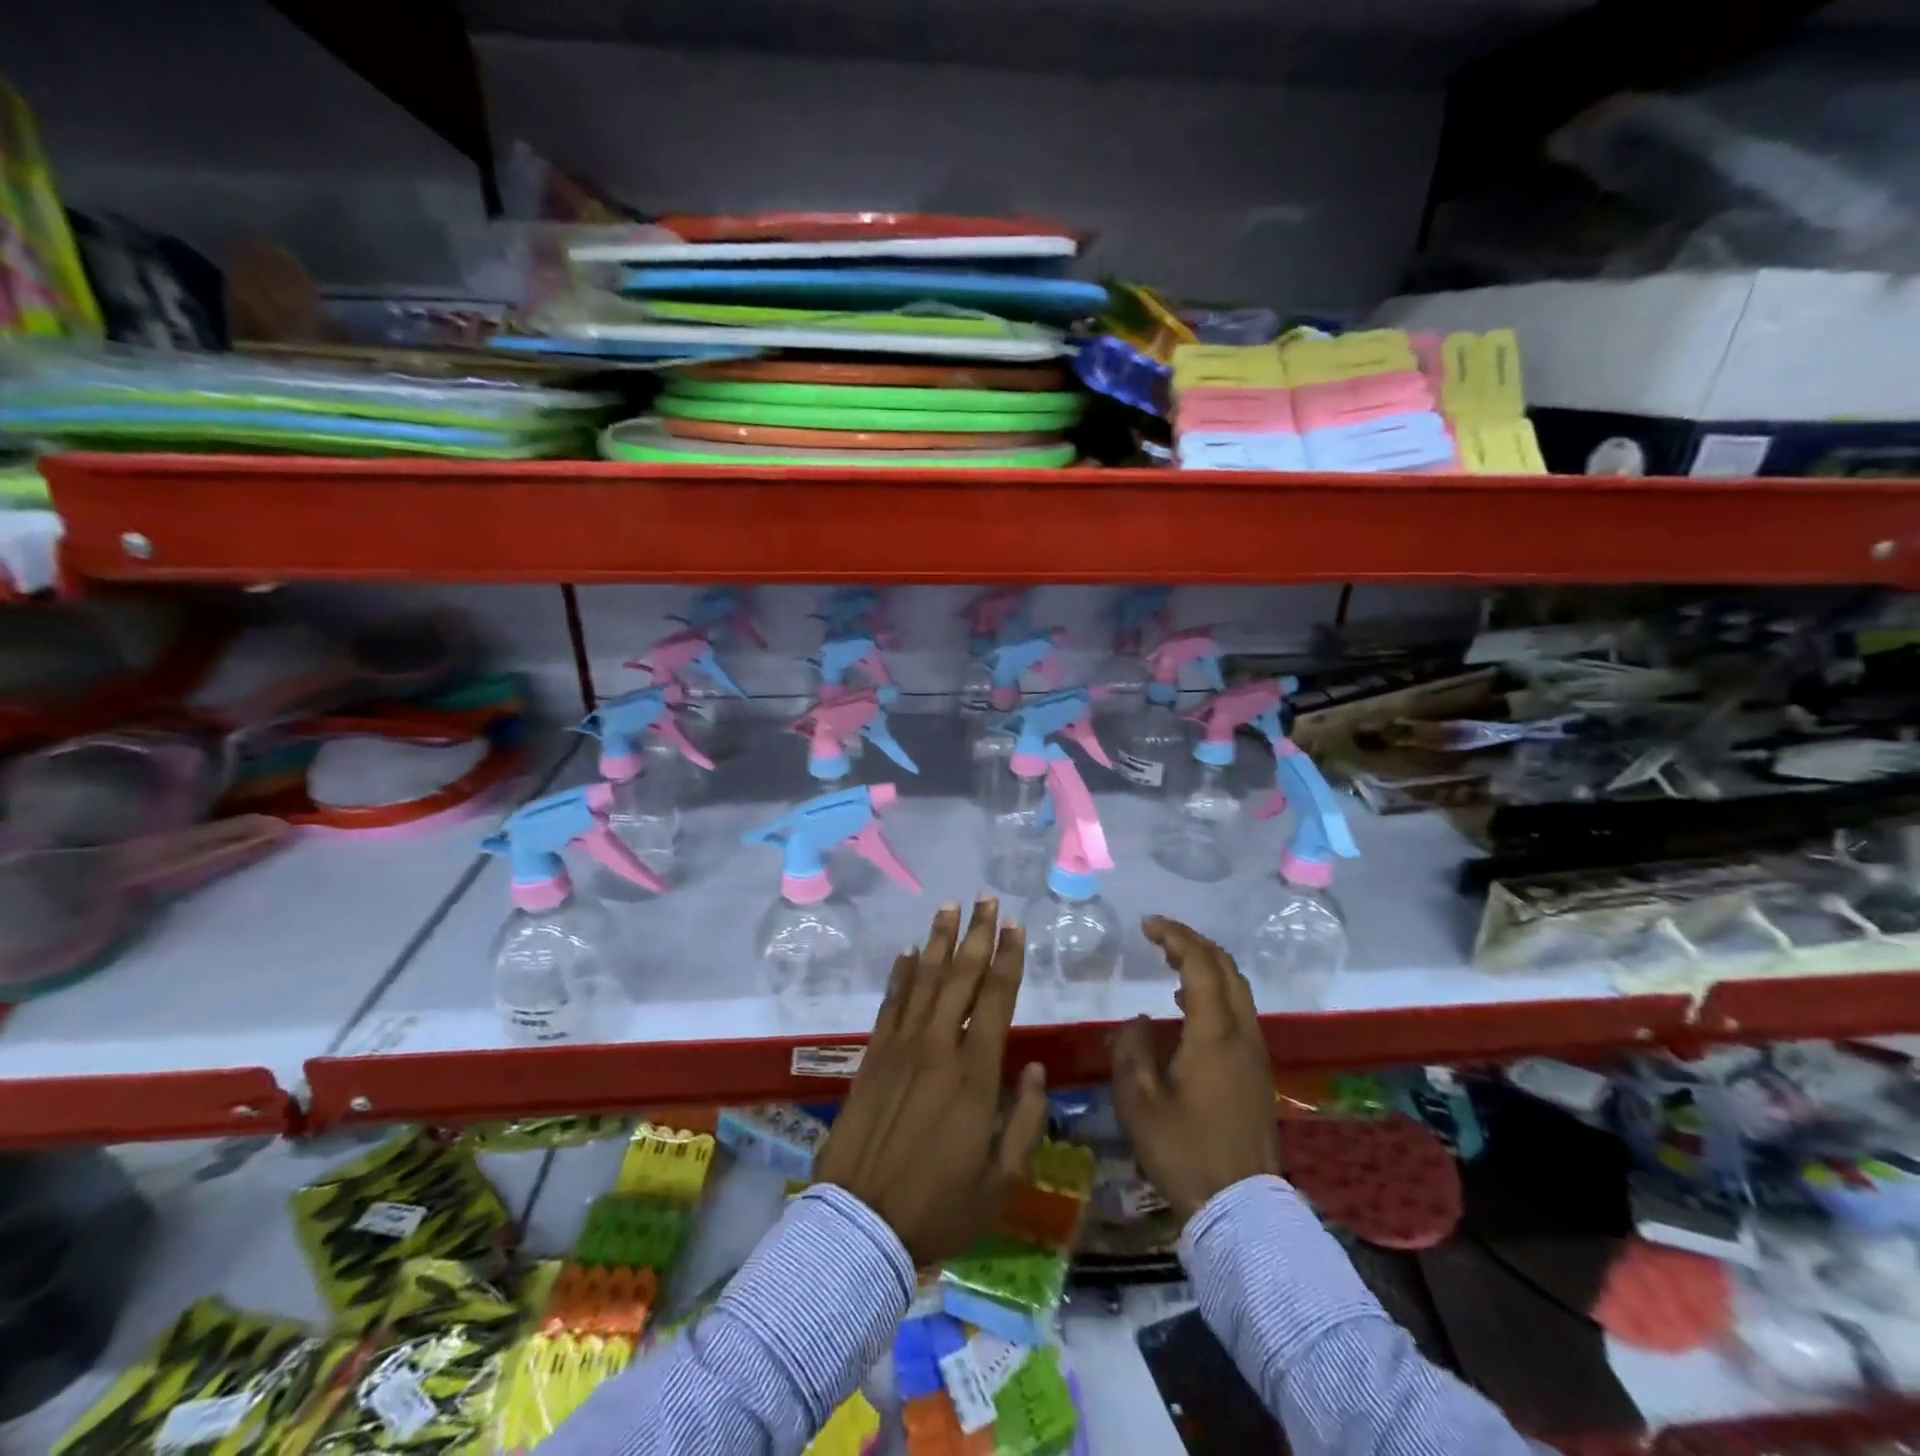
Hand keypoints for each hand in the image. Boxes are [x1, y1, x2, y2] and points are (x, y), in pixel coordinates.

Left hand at [814, 899, 1049, 1265]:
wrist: (861, 1224)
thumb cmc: (939, 1207)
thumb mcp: (1002, 1180)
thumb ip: (1026, 1120)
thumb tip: (1037, 1069)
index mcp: (975, 1075)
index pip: (996, 999)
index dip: (1008, 959)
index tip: (1015, 926)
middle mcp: (938, 1047)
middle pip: (960, 977)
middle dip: (976, 934)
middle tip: (986, 899)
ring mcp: (900, 1048)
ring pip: (924, 980)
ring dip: (938, 941)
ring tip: (949, 907)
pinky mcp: (872, 1057)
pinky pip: (890, 1004)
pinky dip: (901, 975)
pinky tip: (909, 954)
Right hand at [1111, 917, 1278, 1222]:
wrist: (1240, 1208)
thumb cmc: (1184, 1152)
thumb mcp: (1140, 1102)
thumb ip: (1132, 1051)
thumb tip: (1139, 1021)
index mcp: (1214, 1034)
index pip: (1200, 965)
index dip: (1175, 937)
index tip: (1147, 925)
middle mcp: (1242, 1034)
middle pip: (1226, 968)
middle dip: (1193, 943)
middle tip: (1159, 936)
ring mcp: (1255, 1053)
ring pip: (1237, 989)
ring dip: (1206, 966)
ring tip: (1171, 963)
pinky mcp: (1258, 1072)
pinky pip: (1239, 1012)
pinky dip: (1215, 992)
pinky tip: (1188, 1008)